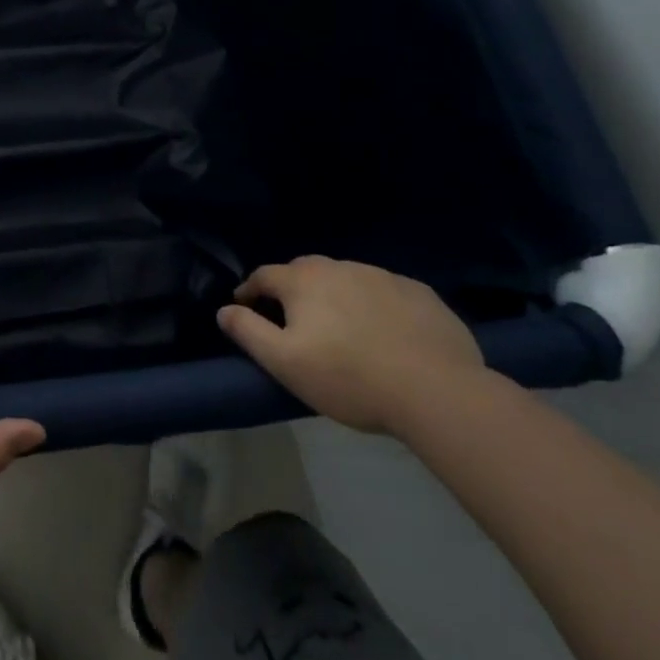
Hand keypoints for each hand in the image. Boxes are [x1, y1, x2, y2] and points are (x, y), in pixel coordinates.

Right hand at [218, 256, 485, 435]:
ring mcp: (382, 276)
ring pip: (346, 278)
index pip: (264, 275)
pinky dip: (375, 304)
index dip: (250, 290)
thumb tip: (224, 310)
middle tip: (293, 317)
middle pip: (305, 270)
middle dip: (292, 287)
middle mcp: (339, 267)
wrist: (436, 391)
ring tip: (341, 326)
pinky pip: (385, 291)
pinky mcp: (419, 293)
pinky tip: (385, 331)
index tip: (245, 307)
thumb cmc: (349, 378)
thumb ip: (249, 332)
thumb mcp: (285, 363)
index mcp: (303, 281)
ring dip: (335, 294)